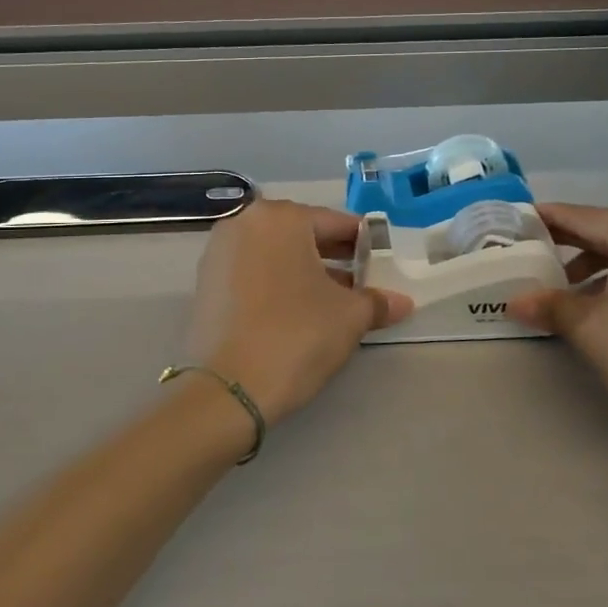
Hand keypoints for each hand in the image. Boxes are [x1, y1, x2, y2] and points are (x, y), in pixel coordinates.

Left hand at [187, 199, 412, 423]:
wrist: (229, 388)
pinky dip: (276, 283)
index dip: (364, 243)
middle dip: (333, 256)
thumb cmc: (296, 335)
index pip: (335, 222)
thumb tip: (401, 302)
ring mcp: (219, 252)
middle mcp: (244, 223)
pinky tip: (297, 311)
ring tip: (333, 300)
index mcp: (281, 218)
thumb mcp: (349, 316)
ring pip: (275, 253)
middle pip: (301, 234)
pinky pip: (253, 272)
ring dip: (305, 271)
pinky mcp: (206, 282)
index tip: (382, 262)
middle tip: (362, 281)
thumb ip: (377, 301)